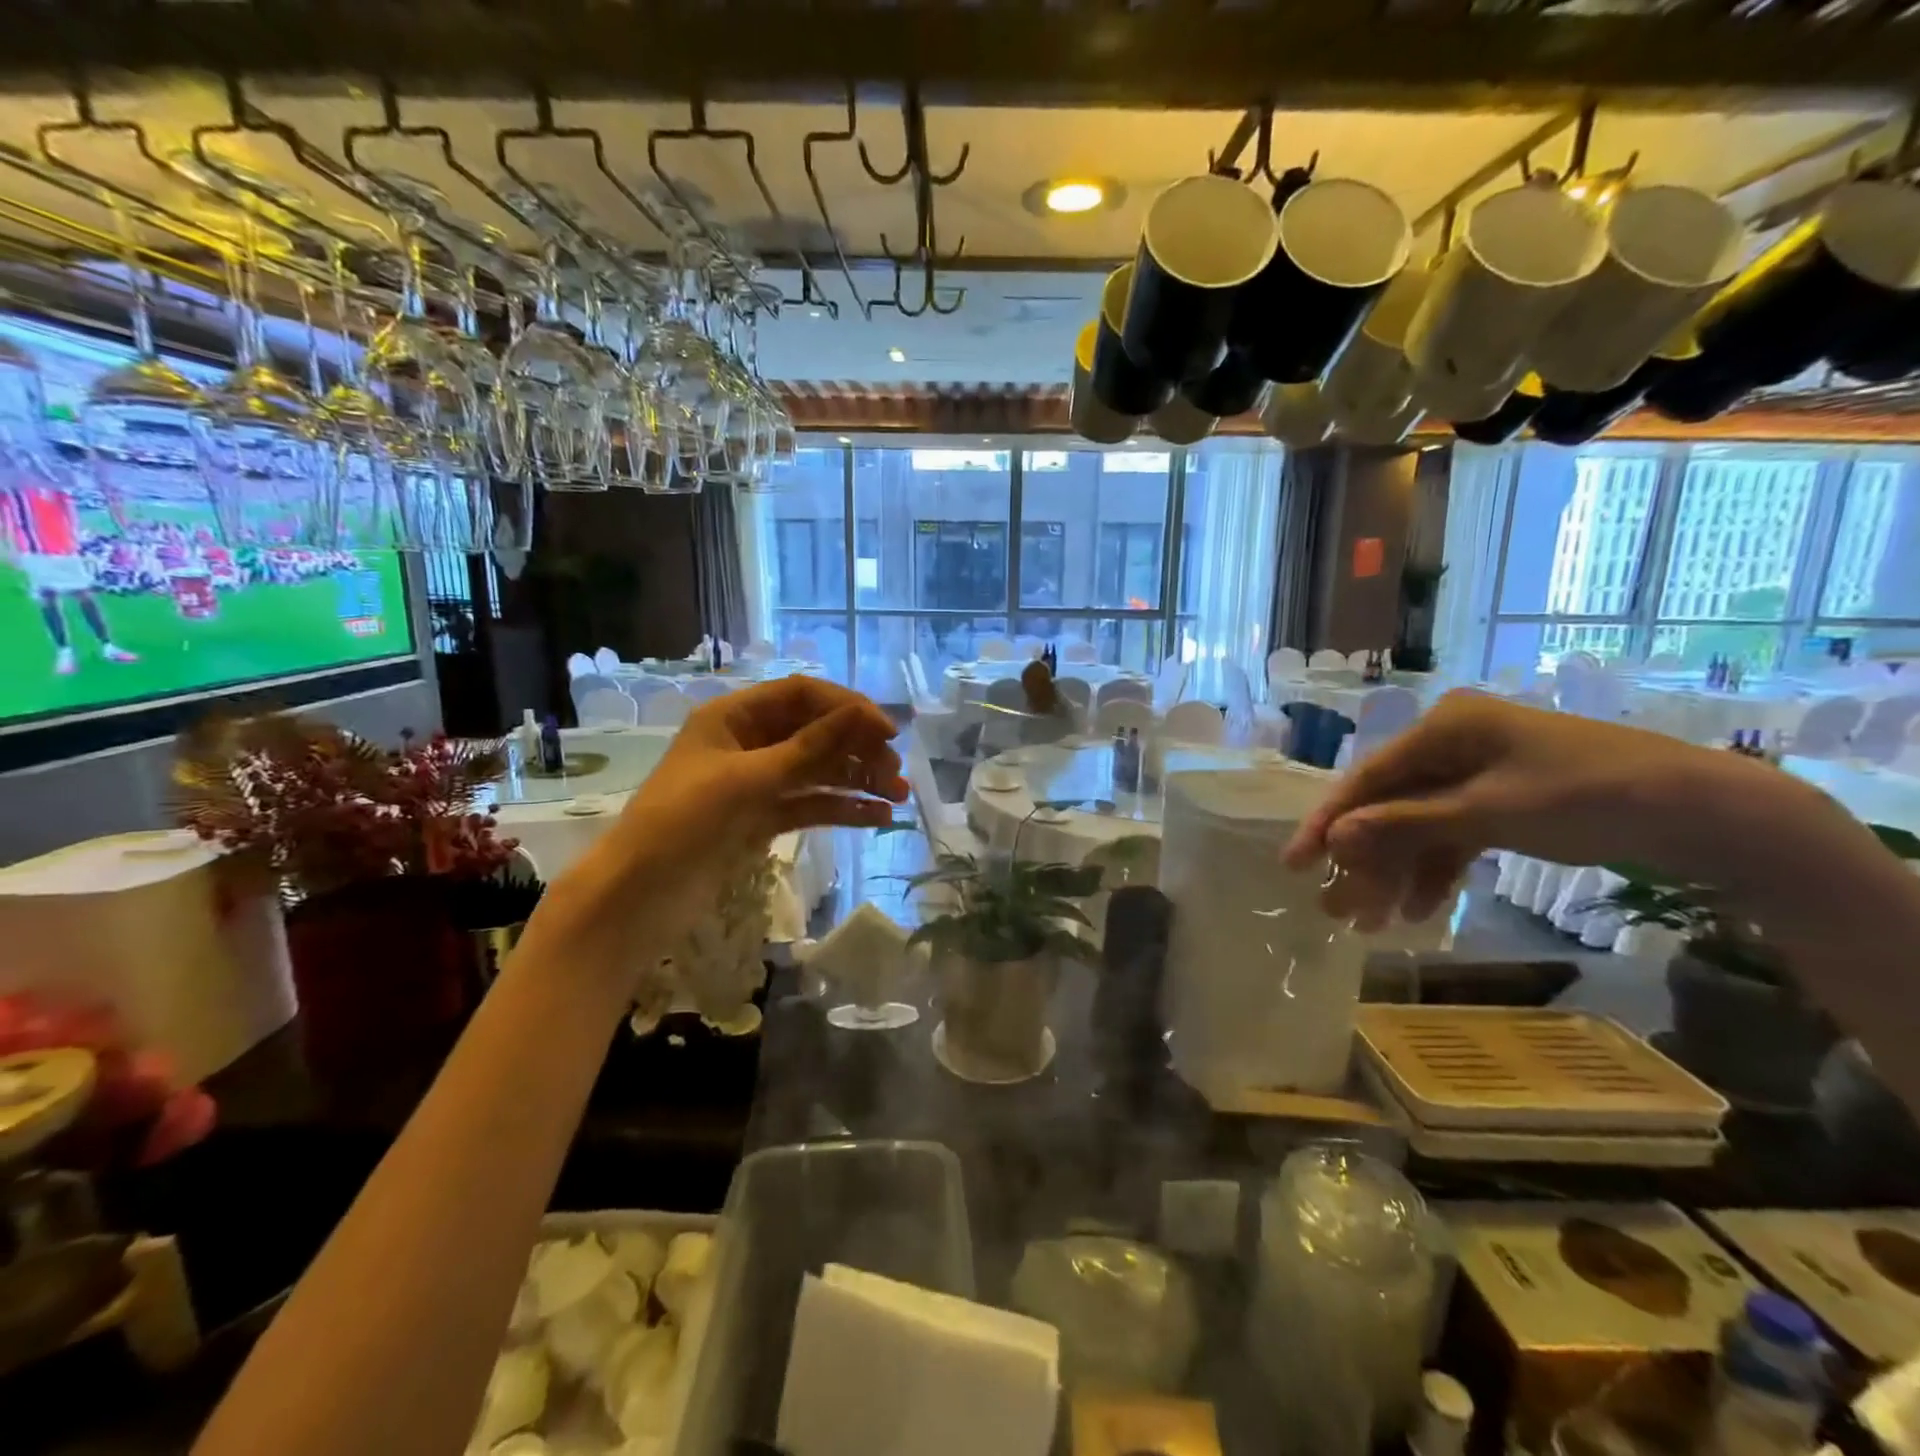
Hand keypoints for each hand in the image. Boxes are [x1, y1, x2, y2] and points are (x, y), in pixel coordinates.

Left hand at [524, 676, 906, 979]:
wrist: (638, 896)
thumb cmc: (684, 821)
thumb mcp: (749, 779)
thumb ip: (809, 747)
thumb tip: (863, 715)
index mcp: (734, 717)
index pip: (802, 695)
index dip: (847, 707)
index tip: (887, 732)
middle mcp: (748, 743)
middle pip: (815, 733)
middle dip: (858, 749)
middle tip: (896, 773)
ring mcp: (757, 782)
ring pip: (818, 771)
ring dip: (857, 780)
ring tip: (898, 798)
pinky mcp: (762, 818)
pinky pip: (810, 804)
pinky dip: (841, 808)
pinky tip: (876, 818)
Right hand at [1281, 689, 1830, 929]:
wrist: (1711, 814)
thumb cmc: (1590, 797)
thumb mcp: (1489, 813)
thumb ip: (1406, 824)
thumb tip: (1335, 837)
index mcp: (1444, 726)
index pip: (1367, 777)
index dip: (1328, 822)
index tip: (1295, 863)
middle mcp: (1452, 742)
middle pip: (1389, 805)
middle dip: (1365, 858)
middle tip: (1337, 907)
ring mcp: (1478, 771)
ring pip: (1417, 824)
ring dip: (1397, 871)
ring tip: (1376, 921)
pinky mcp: (1501, 799)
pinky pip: (1452, 834)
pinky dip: (1436, 868)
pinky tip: (1422, 908)